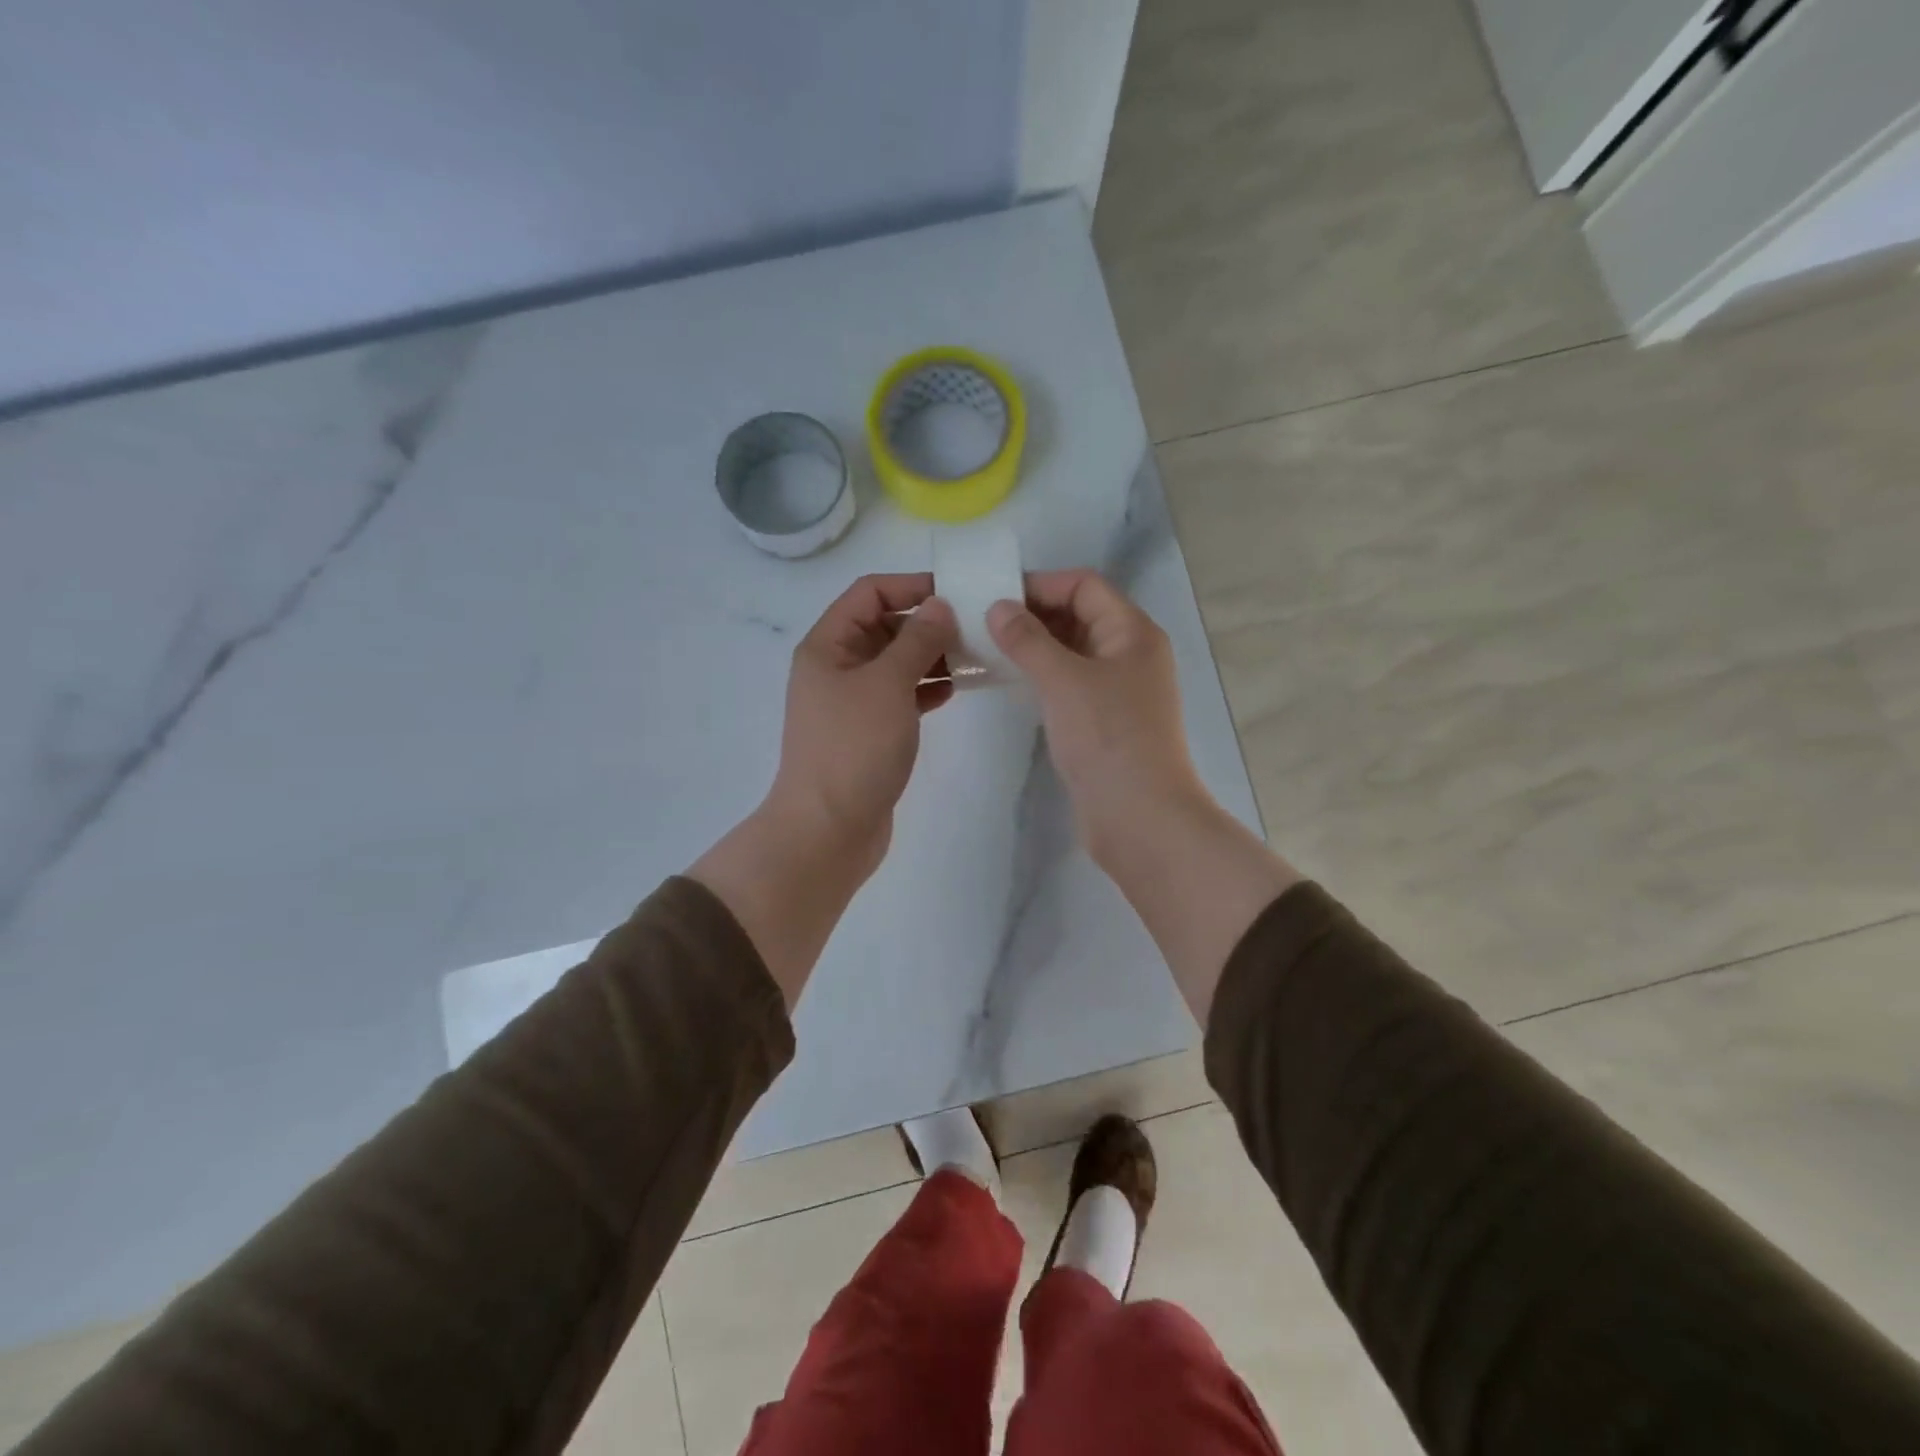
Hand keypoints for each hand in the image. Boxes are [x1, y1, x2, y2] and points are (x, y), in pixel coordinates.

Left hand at [766, 573, 957, 879]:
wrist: (829, 830)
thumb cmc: (853, 748)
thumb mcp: (888, 684)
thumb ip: (917, 640)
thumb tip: (941, 605)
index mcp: (827, 645)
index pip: (869, 593)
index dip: (910, 586)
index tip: (957, 593)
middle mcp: (836, 667)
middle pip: (885, 627)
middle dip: (928, 623)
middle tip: (976, 628)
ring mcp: (853, 702)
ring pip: (897, 663)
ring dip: (932, 657)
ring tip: (976, 658)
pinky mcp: (870, 732)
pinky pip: (902, 696)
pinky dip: (927, 689)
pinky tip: (957, 691)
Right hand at [987, 570, 1203, 862]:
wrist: (1140, 816)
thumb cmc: (1107, 737)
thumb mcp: (1063, 680)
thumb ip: (1028, 639)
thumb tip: (998, 607)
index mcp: (1133, 632)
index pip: (1085, 586)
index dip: (1041, 584)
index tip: (994, 596)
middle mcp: (1131, 653)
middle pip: (1080, 616)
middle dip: (1033, 615)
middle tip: (982, 623)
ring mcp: (1120, 690)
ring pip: (1073, 652)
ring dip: (1035, 647)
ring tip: (988, 649)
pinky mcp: (1105, 721)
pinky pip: (1071, 683)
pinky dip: (1043, 676)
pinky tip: (1011, 682)